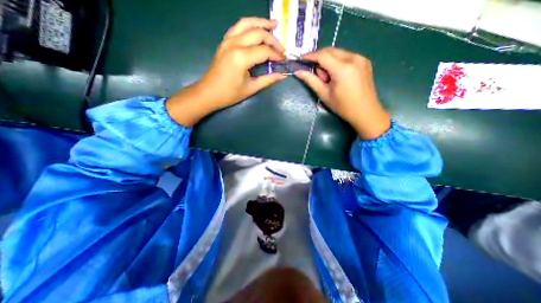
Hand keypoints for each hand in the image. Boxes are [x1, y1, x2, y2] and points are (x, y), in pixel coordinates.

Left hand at [169, 17, 286, 126]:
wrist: (208, 93)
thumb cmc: (229, 94)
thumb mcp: (251, 88)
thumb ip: (268, 80)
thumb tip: (282, 75)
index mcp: (241, 57)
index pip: (264, 51)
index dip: (276, 55)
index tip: (283, 60)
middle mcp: (234, 44)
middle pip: (258, 33)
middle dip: (272, 40)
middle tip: (281, 48)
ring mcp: (227, 40)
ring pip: (247, 23)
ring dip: (261, 23)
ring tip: (273, 24)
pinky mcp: (224, 41)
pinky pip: (238, 27)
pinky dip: (249, 25)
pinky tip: (256, 29)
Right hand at [295, 47, 388, 138]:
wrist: (366, 112)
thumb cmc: (343, 106)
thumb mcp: (324, 94)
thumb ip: (311, 81)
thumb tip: (298, 72)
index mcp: (343, 68)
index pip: (322, 55)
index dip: (310, 56)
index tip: (301, 59)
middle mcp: (353, 58)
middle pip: (330, 51)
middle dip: (320, 59)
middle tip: (318, 76)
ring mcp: (361, 58)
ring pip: (338, 52)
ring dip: (329, 61)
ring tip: (329, 79)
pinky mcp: (364, 61)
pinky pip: (346, 56)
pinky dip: (337, 62)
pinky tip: (337, 76)